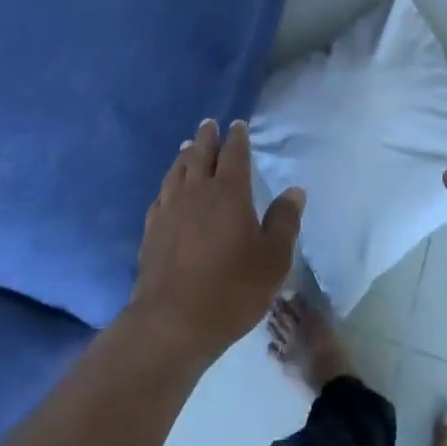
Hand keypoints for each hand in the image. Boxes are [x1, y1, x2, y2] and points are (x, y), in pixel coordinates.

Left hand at [131, 119, 303, 360]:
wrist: (173, 321)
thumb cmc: (232, 289)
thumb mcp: (273, 259)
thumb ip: (284, 222)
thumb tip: (294, 191)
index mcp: (230, 193)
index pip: (234, 154)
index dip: (237, 138)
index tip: (238, 124)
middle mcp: (197, 192)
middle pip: (200, 154)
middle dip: (207, 137)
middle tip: (209, 124)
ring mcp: (170, 209)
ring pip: (177, 171)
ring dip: (185, 156)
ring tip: (188, 147)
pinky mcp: (151, 229)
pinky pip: (161, 195)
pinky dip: (168, 183)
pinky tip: (168, 188)